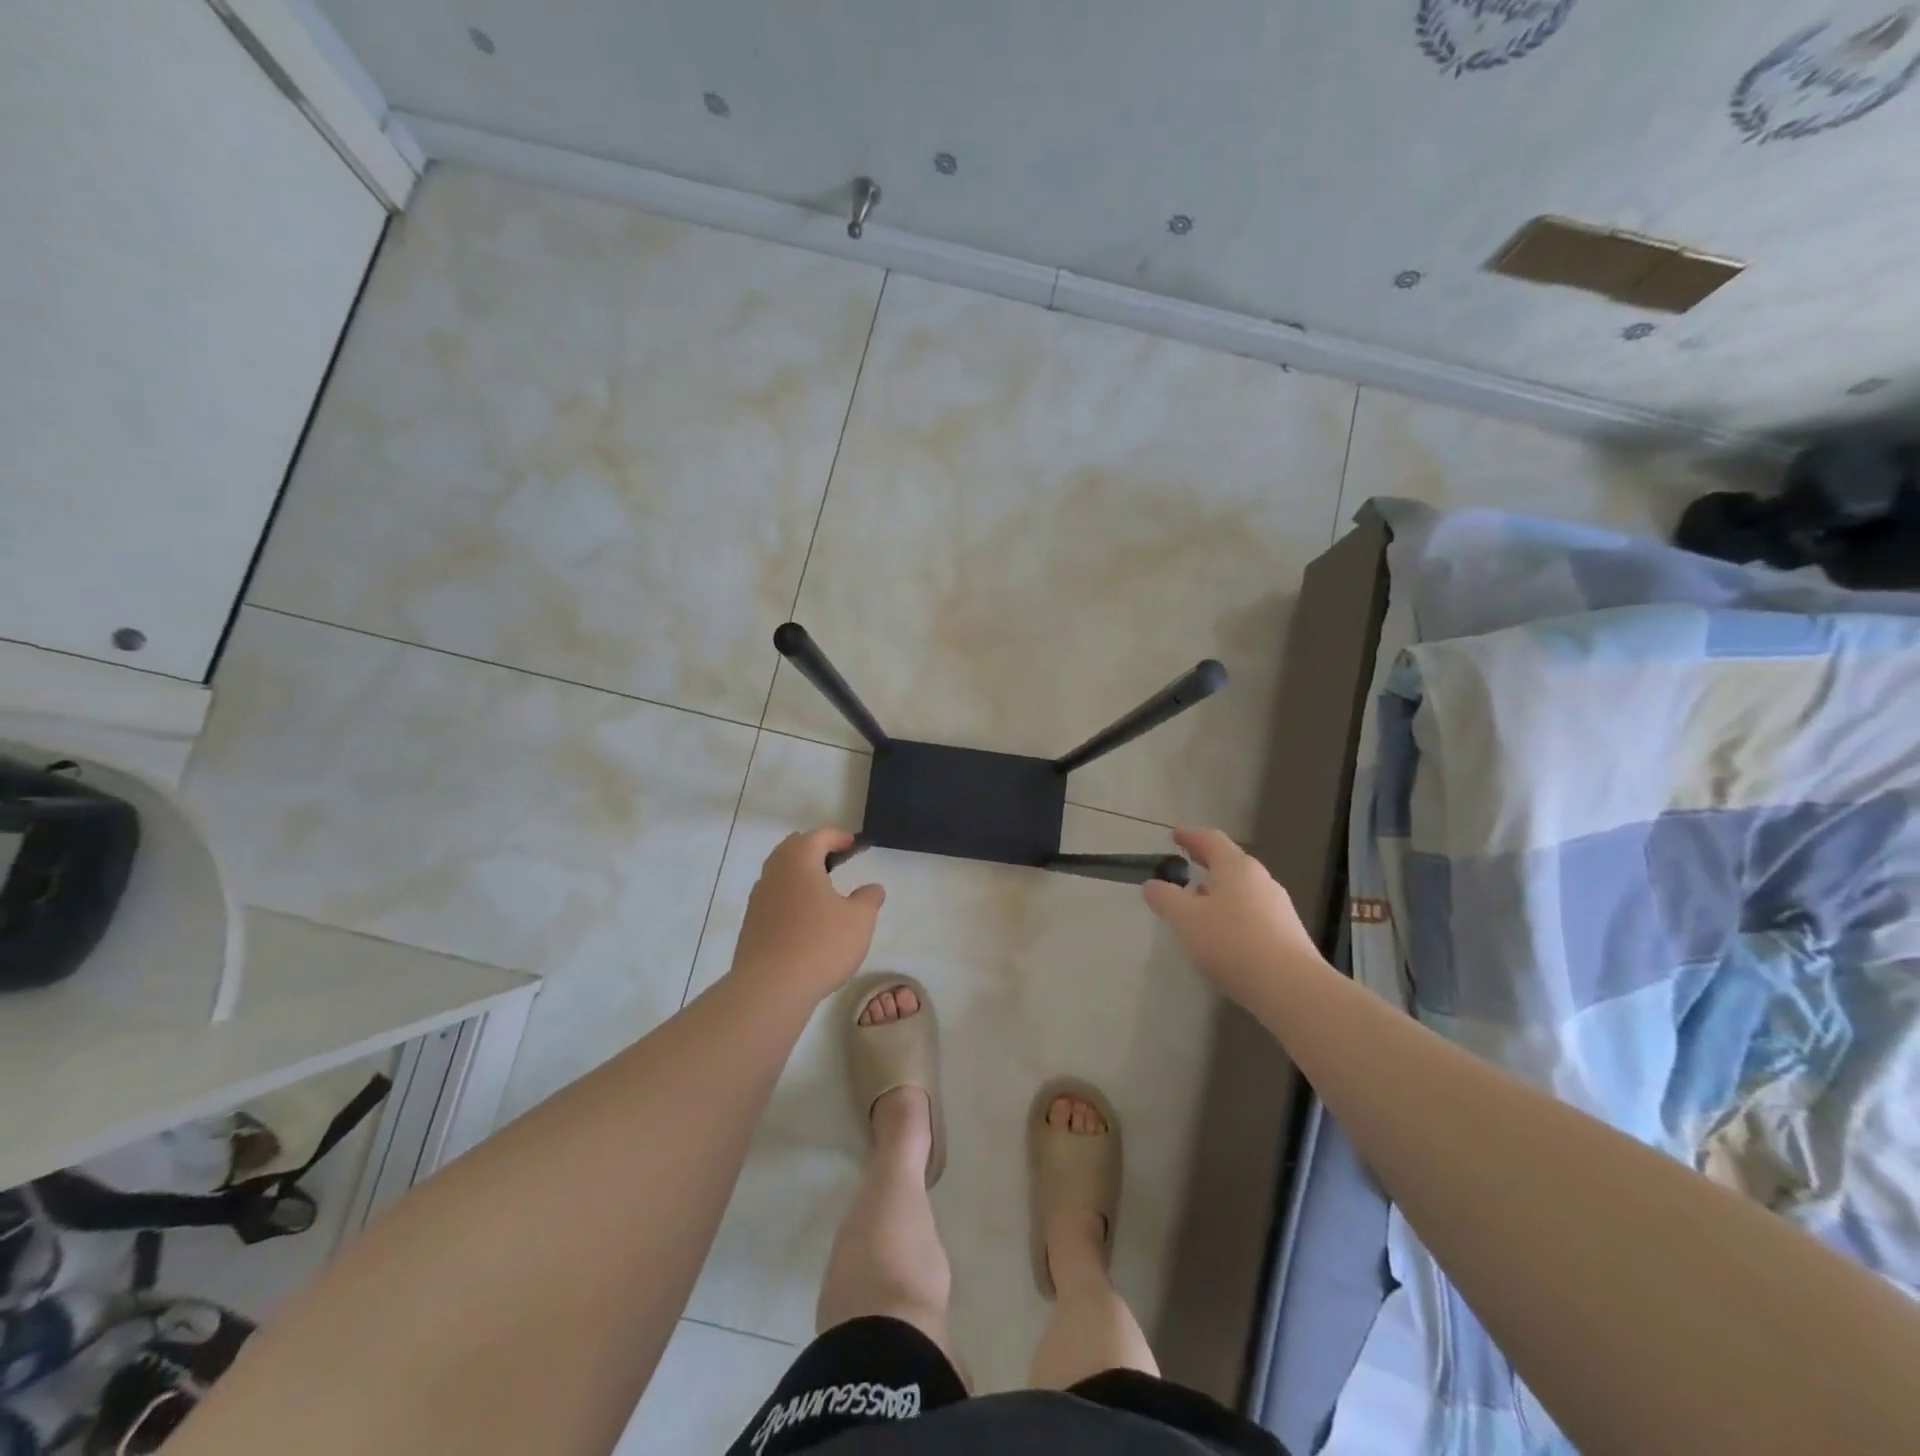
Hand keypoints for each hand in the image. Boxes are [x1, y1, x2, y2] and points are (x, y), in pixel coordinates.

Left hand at [729, 828, 884, 1003]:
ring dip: (800, 874)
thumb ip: (868, 899)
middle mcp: (774, 873)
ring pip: (780, 873)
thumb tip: (872, 888)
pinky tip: (805, 918)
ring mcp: (758, 899)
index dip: (839, 837)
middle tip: (836, 860)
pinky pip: (773, 898)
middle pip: (793, 849)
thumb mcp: (859, 920)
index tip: (855, 845)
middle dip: (815, 849)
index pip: (818, 836)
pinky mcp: (751, 924)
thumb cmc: (821, 944)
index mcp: (799, 861)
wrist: (770, 988)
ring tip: (822, 889)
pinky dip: (790, 897)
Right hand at [1142, 827, 1323, 1008]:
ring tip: (1199, 903)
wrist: (1291, 987)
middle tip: (1186, 865)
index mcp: (1236, 867)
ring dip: (1219, 890)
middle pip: (1230, 863)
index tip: (1175, 834)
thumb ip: (1166, 898)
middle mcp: (1261, 880)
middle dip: (1206, 863)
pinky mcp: (1287, 933)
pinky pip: (1253, 913)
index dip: (1190, 836)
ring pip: (1242, 889)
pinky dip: (1233, 913)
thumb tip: (1152, 884)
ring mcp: (1278, 907)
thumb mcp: (1186, 919)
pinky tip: (1222, 934)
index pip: (1211, 840)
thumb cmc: (1232, 943)